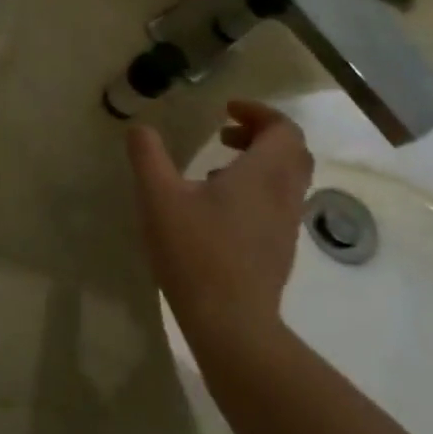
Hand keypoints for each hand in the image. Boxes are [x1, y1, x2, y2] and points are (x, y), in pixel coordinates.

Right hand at [127, 102, 314, 341]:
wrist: (231, 322)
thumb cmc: (195, 251)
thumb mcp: (158, 197)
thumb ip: (148, 156)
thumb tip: (140, 128)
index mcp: (263, 174)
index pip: (283, 129)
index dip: (258, 112)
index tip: (225, 110)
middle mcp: (284, 195)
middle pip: (292, 152)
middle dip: (261, 134)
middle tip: (224, 133)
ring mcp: (286, 225)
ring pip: (287, 179)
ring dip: (259, 162)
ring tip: (216, 168)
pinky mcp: (280, 249)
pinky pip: (278, 203)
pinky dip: (257, 189)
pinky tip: (219, 207)